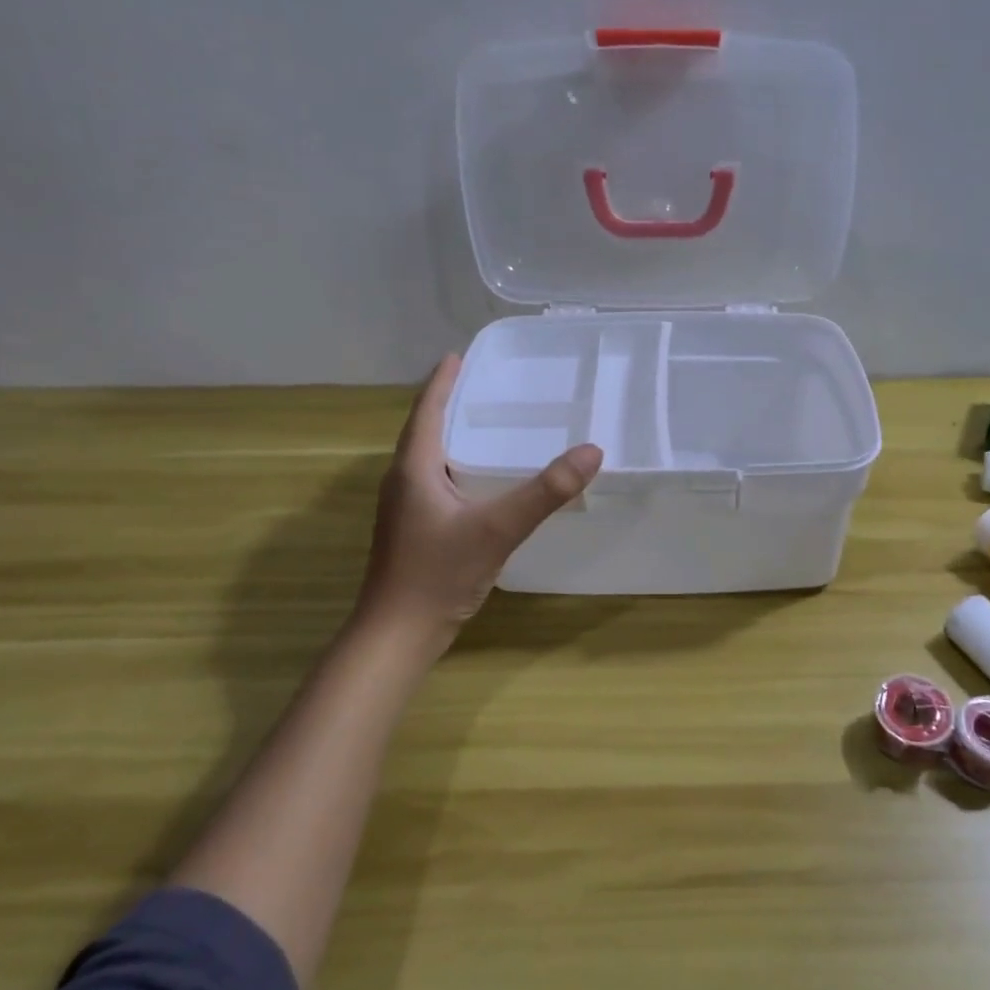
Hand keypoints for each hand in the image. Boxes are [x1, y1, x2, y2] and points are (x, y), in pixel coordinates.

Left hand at [354, 354, 601, 641]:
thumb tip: (592, 451)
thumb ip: (545, 491)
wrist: (398, 634)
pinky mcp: (415, 531)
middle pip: (426, 431)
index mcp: (413, 469)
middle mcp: (403, 482)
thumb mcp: (497, 528)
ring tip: (488, 424)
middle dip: (452, 404)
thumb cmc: (438, 573)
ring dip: (454, 436)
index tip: (458, 354)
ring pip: (431, 459)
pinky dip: (459, 468)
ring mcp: (406, 509)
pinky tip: (484, 481)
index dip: (442, 382)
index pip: (427, 411)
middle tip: (486, 384)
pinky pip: (437, 483)